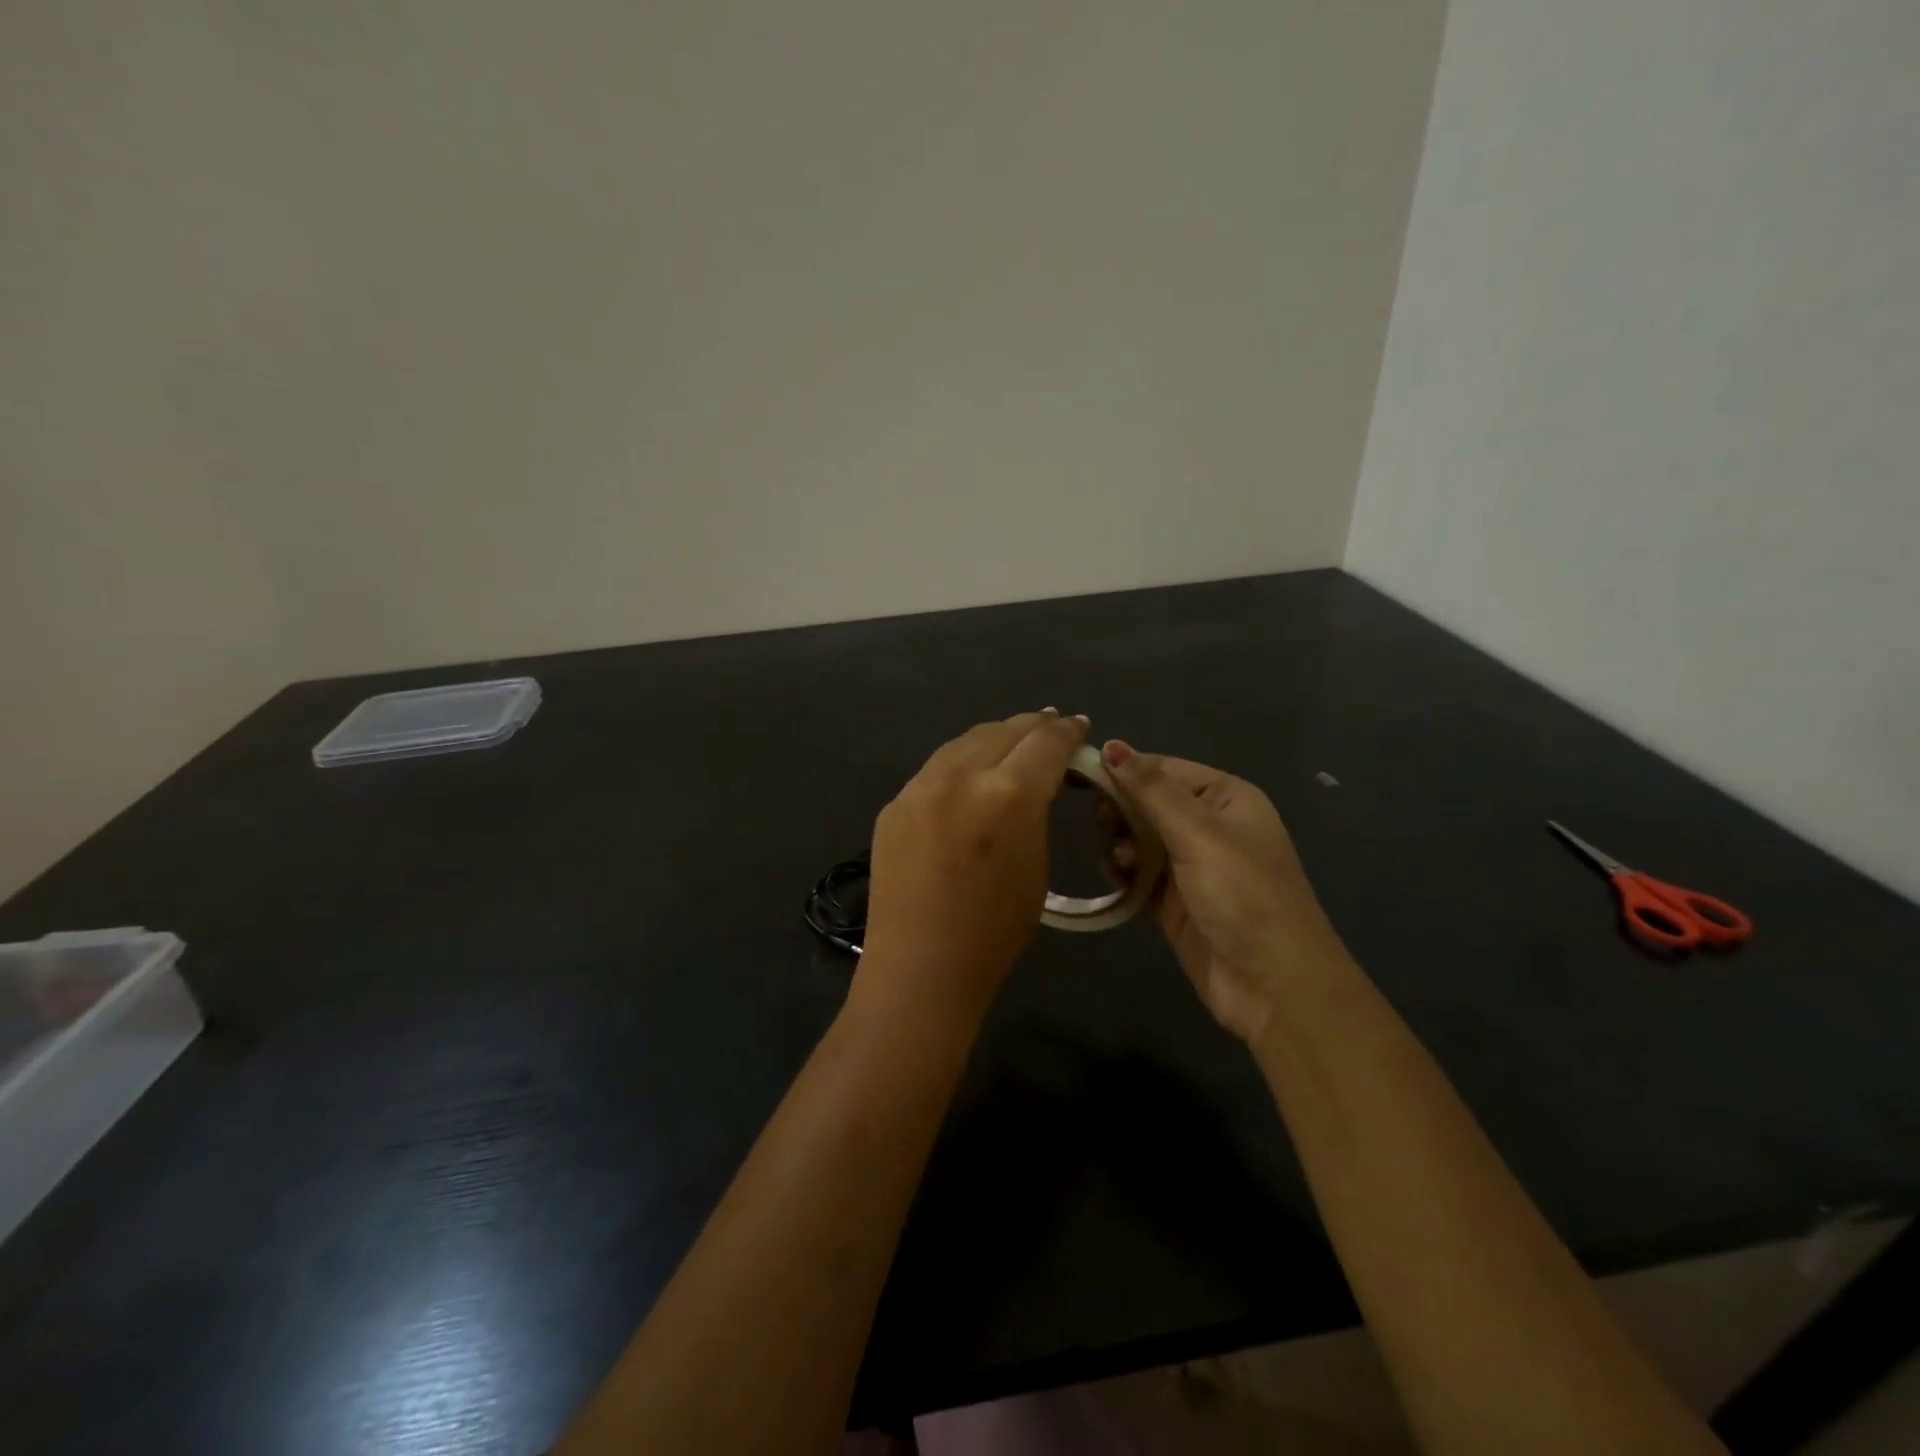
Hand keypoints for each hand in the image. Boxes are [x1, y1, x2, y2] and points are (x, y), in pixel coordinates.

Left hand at [858, 710, 1090, 1020]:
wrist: (920, 967)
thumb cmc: (994, 932)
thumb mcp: (1036, 866)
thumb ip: (1035, 812)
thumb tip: (1036, 782)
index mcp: (1009, 795)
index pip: (1046, 743)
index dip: (1068, 731)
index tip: (1079, 726)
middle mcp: (961, 776)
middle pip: (1004, 730)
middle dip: (1033, 725)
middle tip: (1051, 724)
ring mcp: (920, 787)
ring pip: (964, 741)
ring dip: (995, 736)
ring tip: (1012, 740)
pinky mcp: (895, 803)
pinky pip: (936, 769)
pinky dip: (961, 762)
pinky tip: (970, 774)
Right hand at [1101, 740, 1346, 1043]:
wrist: (1274, 987)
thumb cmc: (1244, 896)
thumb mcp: (1200, 834)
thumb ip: (1152, 790)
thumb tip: (1111, 744)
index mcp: (1225, 798)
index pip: (1163, 768)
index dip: (1124, 770)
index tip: (1081, 777)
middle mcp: (1208, 825)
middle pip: (1147, 802)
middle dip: (1121, 810)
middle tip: (1104, 824)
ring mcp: (1190, 865)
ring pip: (1137, 838)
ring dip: (1120, 843)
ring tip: (1119, 860)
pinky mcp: (1172, 901)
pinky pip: (1136, 874)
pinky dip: (1122, 872)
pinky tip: (1114, 877)